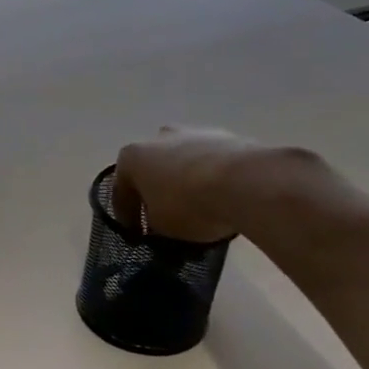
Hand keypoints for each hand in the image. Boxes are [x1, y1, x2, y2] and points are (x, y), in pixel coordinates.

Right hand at [111, 126, 287, 243]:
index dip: (127, 215)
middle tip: (165, 213)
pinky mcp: (230, 137)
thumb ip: (153, 222)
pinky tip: (222, 196)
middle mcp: (158, 138)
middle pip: (153, 167)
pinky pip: (213, 162)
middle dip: (156, 188)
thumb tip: (160, 220)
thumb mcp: (161, 227)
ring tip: (198, 205)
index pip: (121, 191)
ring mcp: (196, 133)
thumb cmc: (189, 205)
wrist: (247, 183)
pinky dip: (213, 176)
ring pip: (183, 160)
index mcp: (132, 157)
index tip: (136, 234)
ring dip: (185, 179)